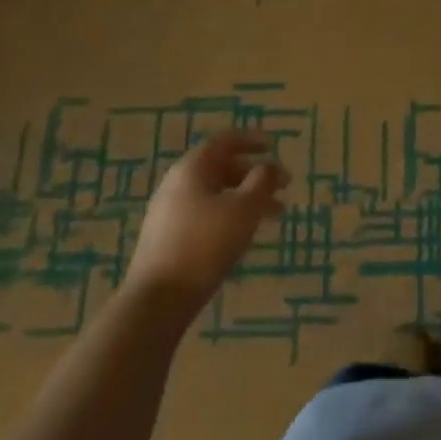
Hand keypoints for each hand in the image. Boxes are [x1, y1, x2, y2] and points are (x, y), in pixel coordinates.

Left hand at [125, 132, 289, 317]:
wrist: (158, 299)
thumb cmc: (206, 244)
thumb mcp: (244, 209)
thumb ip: (262, 182)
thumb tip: (270, 166)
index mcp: (192, 169)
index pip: (224, 142)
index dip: (251, 140)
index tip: (274, 147)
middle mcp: (177, 184)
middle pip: (221, 168)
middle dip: (254, 175)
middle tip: (282, 188)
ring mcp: (169, 212)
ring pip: (215, 194)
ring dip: (246, 199)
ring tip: (274, 217)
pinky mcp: (168, 238)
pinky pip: (205, 215)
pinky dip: (230, 216)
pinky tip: (244, 235)